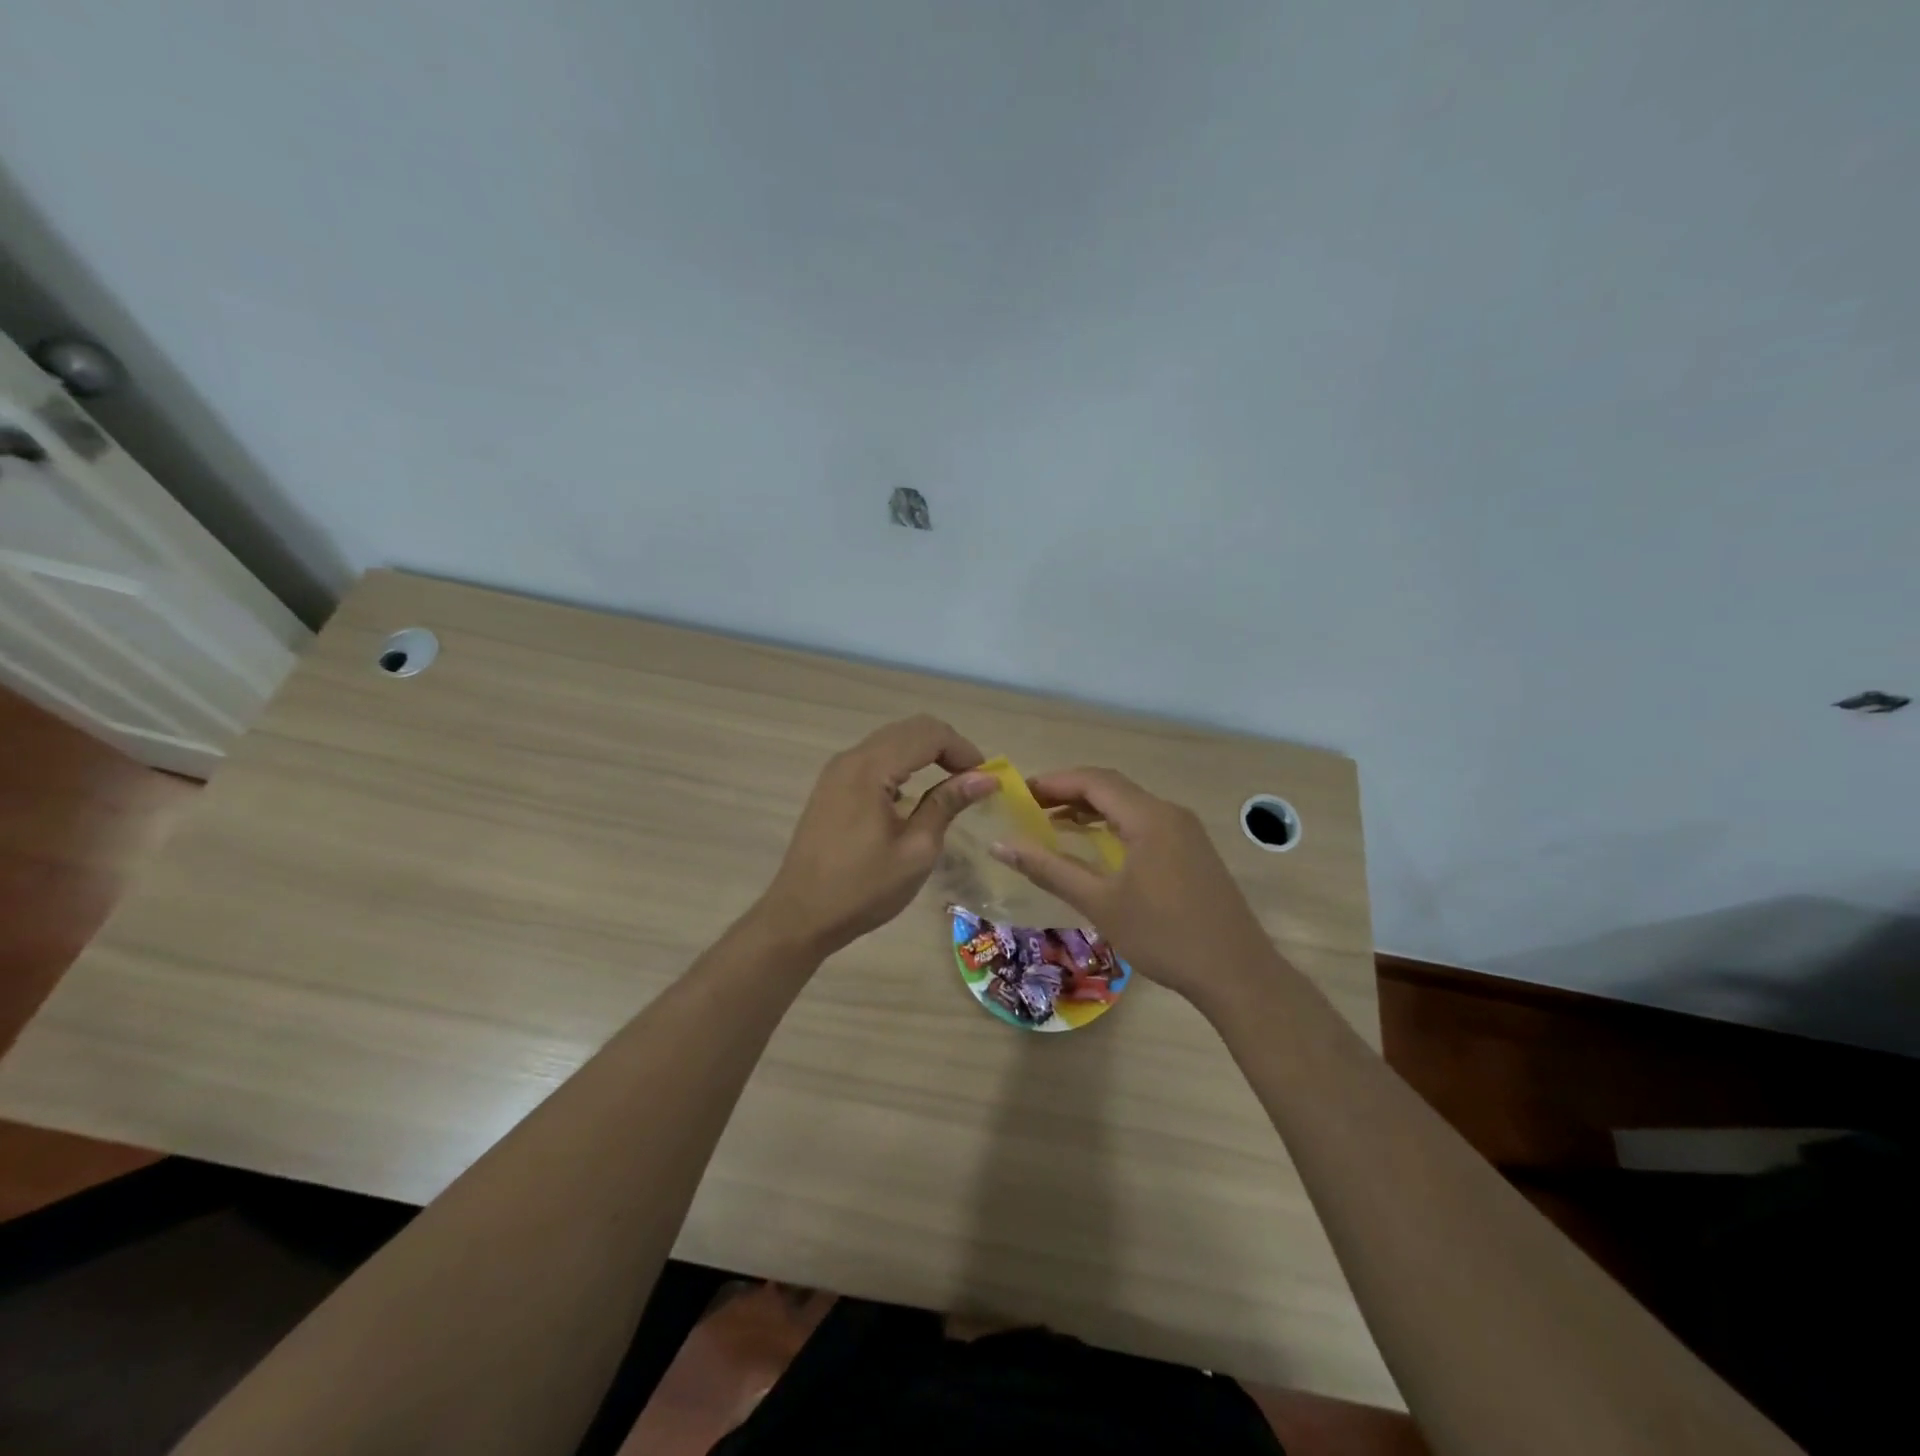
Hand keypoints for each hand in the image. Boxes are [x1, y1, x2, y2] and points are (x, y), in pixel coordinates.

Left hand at [756, 716, 997, 958]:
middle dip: (947, 747)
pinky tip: (912, 796)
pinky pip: (874, 759)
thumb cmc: (863, 888)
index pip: (928, 734)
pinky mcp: (832, 786)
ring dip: (925, 754)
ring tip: (950, 785)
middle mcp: (851, 758)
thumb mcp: (916, 850)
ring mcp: (837, 771)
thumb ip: (947, 804)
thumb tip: (985, 778)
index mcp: (870, 769)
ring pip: (891, 740)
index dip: (963, 749)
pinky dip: (902, 765)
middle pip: (909, 729)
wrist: (800, 916)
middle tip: (973, 780)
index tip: (986, 779)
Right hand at [990, 767, 1282, 1010]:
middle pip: (1112, 787)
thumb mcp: (1100, 903)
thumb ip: (1049, 869)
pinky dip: (1113, 825)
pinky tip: (1095, 845)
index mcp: (1149, 817)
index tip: (1018, 794)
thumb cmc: (1164, 936)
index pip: (1093, 781)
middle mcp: (1169, 813)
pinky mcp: (1192, 850)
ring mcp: (1185, 831)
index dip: (1053, 782)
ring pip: (1129, 805)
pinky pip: (1145, 822)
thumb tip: (1001, 845)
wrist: (1236, 973)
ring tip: (1052, 823)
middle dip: (1069, 792)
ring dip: (1091, 809)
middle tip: (1030, 808)